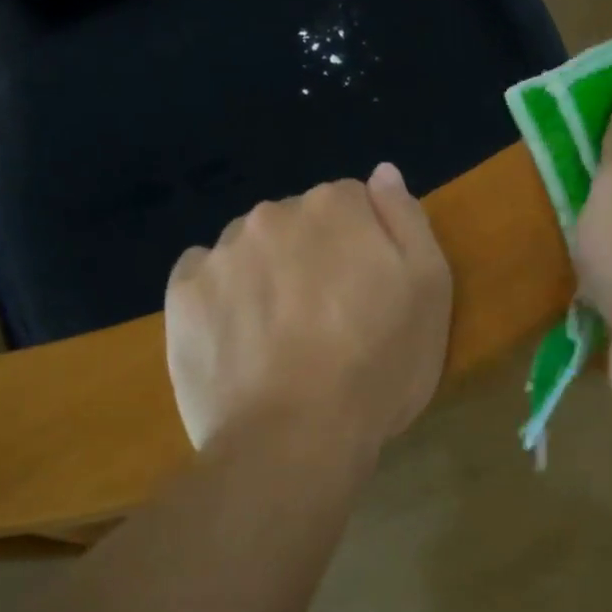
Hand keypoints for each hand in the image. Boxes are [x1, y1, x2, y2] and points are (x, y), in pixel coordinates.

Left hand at [165, 163, 452, 454]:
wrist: (294, 439)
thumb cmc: (377, 366)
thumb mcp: (429, 290)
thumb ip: (406, 219)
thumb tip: (382, 173)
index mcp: (335, 206)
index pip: (351, 203)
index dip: (362, 246)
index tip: (366, 291)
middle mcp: (273, 213)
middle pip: (297, 223)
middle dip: (311, 254)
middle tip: (325, 318)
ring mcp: (221, 252)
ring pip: (249, 248)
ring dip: (264, 273)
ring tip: (278, 334)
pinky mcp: (182, 293)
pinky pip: (204, 275)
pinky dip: (219, 294)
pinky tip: (236, 334)